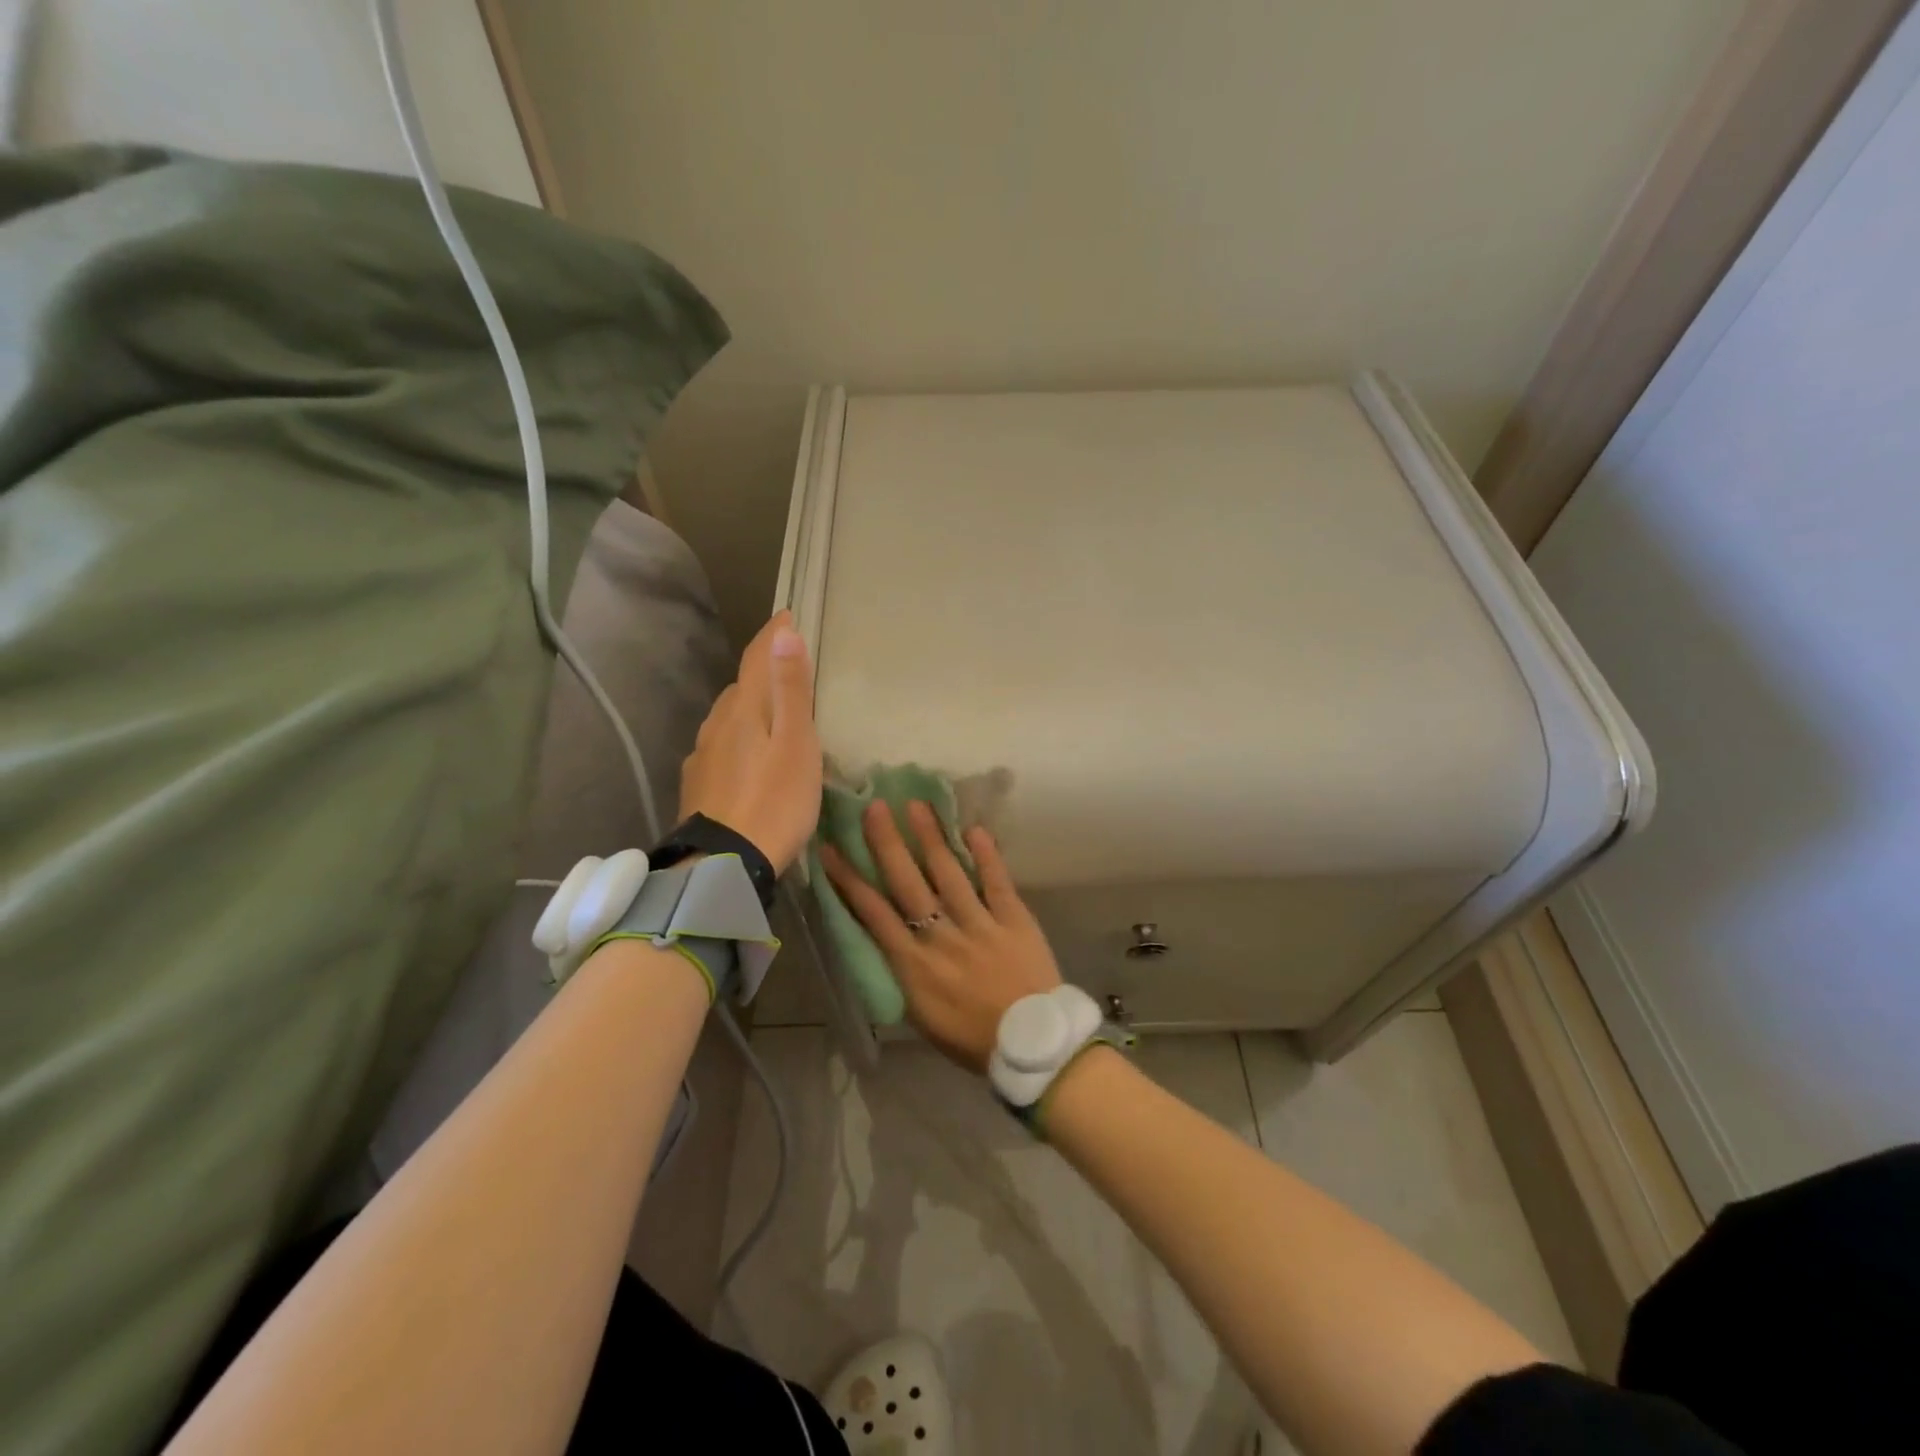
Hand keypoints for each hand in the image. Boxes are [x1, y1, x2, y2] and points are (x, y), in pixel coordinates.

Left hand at [677, 611, 821, 873]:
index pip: (757, 658)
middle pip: (742, 686)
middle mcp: (717, 723)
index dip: (773, 635)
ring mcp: (703, 754)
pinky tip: (748, 756)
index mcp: (744, 708)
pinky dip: (739, 737)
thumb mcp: (796, 743)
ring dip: (749, 706)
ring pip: (728, 717)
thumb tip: (782, 631)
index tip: (787, 614)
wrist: (725, 864)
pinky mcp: (698, 783)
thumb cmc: (776, 800)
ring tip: (772, 713)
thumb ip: (790, 688)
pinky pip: (721, 745)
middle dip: (763, 670)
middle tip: (789, 668)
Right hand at [820, 800, 1062, 1072]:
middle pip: (908, 883)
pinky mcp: (1014, 920)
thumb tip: (891, 941)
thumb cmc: (972, 1039)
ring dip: (932, 837)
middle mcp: (941, 938)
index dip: (850, 880)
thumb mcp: (923, 1017)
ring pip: (949, 874)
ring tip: (917, 805)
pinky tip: (975, 829)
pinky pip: (997, 882)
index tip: (832, 849)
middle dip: (888, 844)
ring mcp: (979, 926)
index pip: (874, 914)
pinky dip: (987, 855)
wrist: (1032, 1047)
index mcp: (913, 966)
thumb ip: (906, 975)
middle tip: (875, 808)